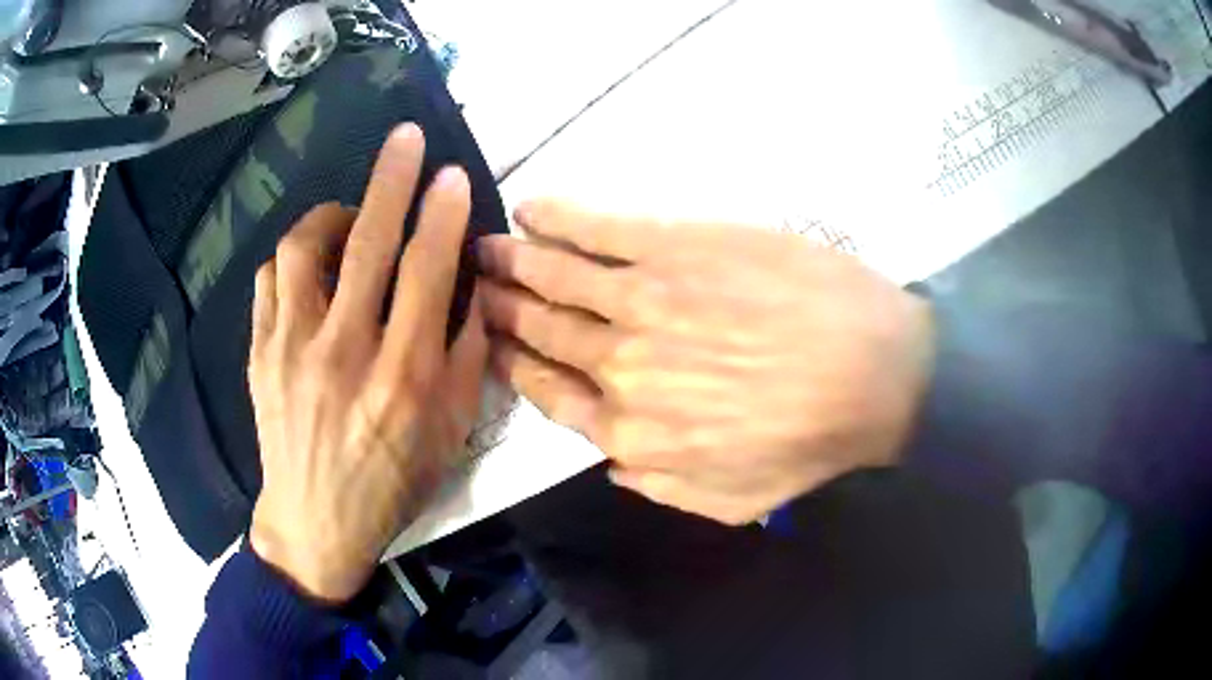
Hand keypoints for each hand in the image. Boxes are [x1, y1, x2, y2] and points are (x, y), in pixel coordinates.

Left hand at [248, 124, 487, 601]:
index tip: (453, 174)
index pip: (427, 273)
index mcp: (401, 377)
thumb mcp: (449, 434)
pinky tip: (308, 267)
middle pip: (367, 244)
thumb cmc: (391, 483)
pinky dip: (292, 258)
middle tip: (405, 137)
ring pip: (302, 249)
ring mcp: (291, 349)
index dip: (443, 215)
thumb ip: (465, 358)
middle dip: (392, 179)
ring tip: (347, 219)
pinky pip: (270, 280)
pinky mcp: (260, 353)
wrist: (314, 523)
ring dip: (330, 215)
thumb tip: (474, 292)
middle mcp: (344, 352)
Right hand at [477, 202, 933, 524]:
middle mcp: (619, 364)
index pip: (549, 392)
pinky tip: (531, 208)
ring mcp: (642, 297)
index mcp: (630, 431)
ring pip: (555, 275)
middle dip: (499, 308)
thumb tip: (607, 461)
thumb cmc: (809, 441)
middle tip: (473, 284)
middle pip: (541, 330)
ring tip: (485, 247)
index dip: (514, 364)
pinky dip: (557, 215)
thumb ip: (656, 488)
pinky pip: (599, 226)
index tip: (492, 342)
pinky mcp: (675, 243)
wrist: (875, 372)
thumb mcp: (730, 501)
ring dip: (512, 260)